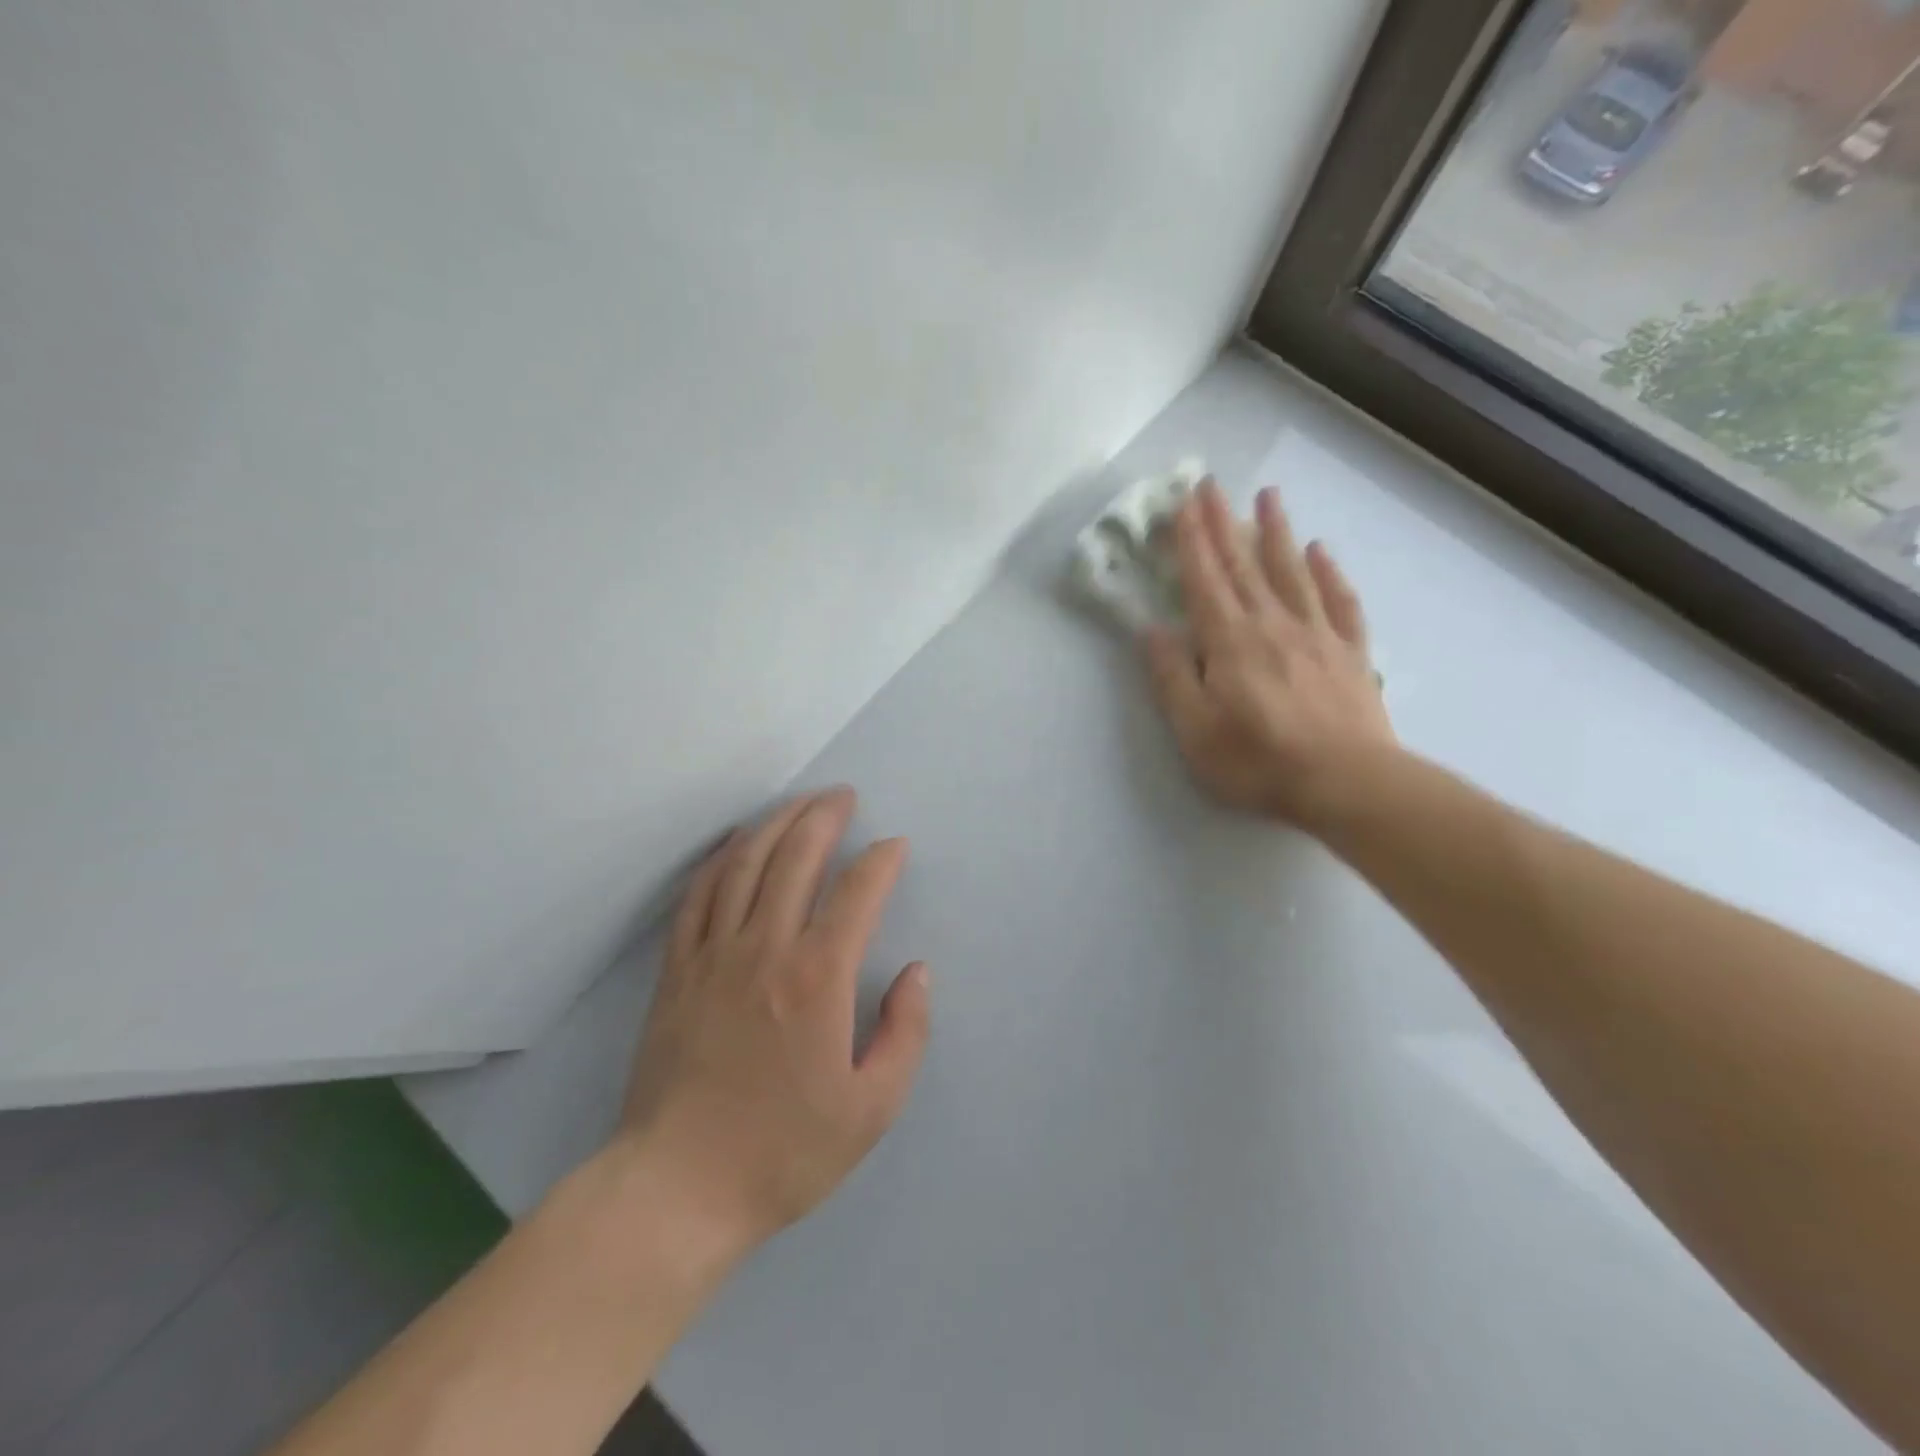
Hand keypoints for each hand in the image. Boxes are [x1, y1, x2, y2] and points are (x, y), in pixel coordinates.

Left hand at [615, 788, 929, 1255]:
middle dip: (825, 816)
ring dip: (776, 823)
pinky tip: (738, 843)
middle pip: (796, 857)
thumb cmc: (784, 1152)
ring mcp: (713, 954)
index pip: (857, 892)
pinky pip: (699, 894)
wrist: (678, 1190)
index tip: (895, 847)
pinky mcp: (677, 970)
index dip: (881, 861)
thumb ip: (905, 1033)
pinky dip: (722, 857)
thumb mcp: (872, 1109)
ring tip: (800, 803)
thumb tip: (915, 972)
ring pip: (746, 863)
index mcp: (818, 978)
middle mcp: (765, 949)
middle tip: (844, 796)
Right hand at [1142, 479, 1396, 829]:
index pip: (1204, 580)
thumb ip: (1171, 677)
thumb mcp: (1194, 729)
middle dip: (1223, 523)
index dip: (1191, 541)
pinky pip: (1339, 601)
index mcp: (1229, 642)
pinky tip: (1321, 551)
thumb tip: (1151, 631)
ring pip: (1292, 571)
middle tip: (1212, 484)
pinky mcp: (1350, 653)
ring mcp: (1316, 634)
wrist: (1347, 783)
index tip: (1183, 503)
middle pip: (1243, 565)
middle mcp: (1271, 624)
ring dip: (1277, 531)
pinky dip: (1329, 572)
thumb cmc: (1258, 761)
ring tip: (1268, 495)